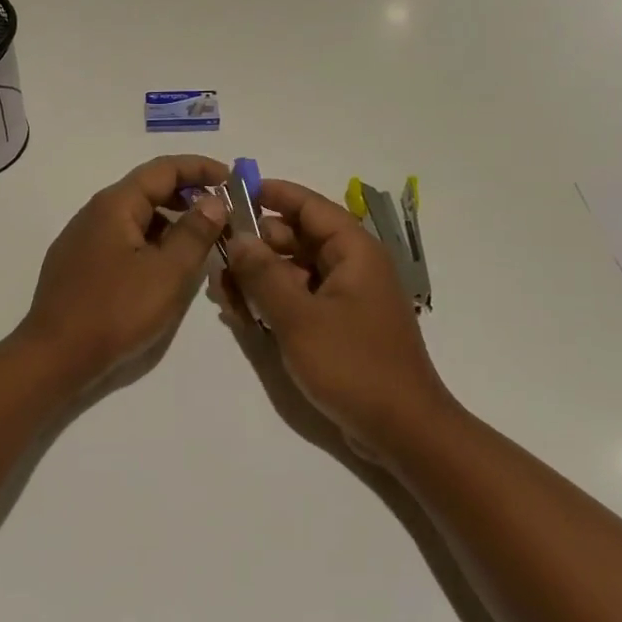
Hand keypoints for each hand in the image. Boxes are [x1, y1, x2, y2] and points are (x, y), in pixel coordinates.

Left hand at [17, 155, 231, 386]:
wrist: (54, 356)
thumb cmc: (116, 311)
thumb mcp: (168, 273)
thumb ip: (195, 233)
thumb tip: (214, 201)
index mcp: (115, 205)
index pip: (164, 169)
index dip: (201, 168)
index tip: (232, 180)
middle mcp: (95, 212)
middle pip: (148, 189)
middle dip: (188, 195)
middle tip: (223, 214)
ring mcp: (82, 239)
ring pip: (135, 217)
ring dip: (170, 221)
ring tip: (201, 242)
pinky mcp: (79, 265)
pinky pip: (122, 239)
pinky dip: (151, 242)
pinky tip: (165, 266)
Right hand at [224, 179, 455, 464]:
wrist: (402, 430)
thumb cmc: (353, 365)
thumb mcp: (299, 317)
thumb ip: (264, 274)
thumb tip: (239, 236)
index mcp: (354, 252)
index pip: (311, 206)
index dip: (274, 194)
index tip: (235, 191)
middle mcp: (353, 267)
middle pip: (299, 238)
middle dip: (258, 244)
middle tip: (219, 254)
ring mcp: (347, 297)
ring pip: (296, 271)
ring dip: (261, 277)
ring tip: (225, 292)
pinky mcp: (340, 325)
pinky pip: (301, 299)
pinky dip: (275, 301)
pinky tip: (244, 315)